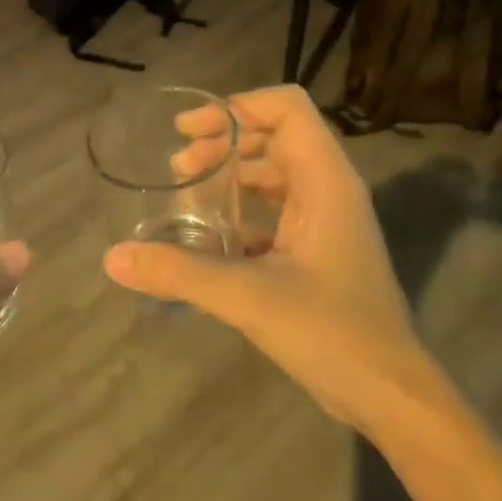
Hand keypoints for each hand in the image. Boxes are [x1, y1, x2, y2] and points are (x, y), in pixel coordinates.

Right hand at [102, 85, 446, 430]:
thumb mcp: (248, 298)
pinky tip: (208, 236)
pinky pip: (275, 211)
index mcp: (326, 182)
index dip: (236, 107)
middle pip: (276, 136)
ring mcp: (326, 222)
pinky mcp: (318, 252)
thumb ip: (179, 272)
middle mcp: (330, 191)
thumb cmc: (331, 333)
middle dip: (224, 141)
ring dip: (231, 174)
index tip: (187, 131)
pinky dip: (241, 210)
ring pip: (275, 174)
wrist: (387, 393)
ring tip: (185, 191)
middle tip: (176, 167)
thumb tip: (113, 257)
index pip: (286, 109)